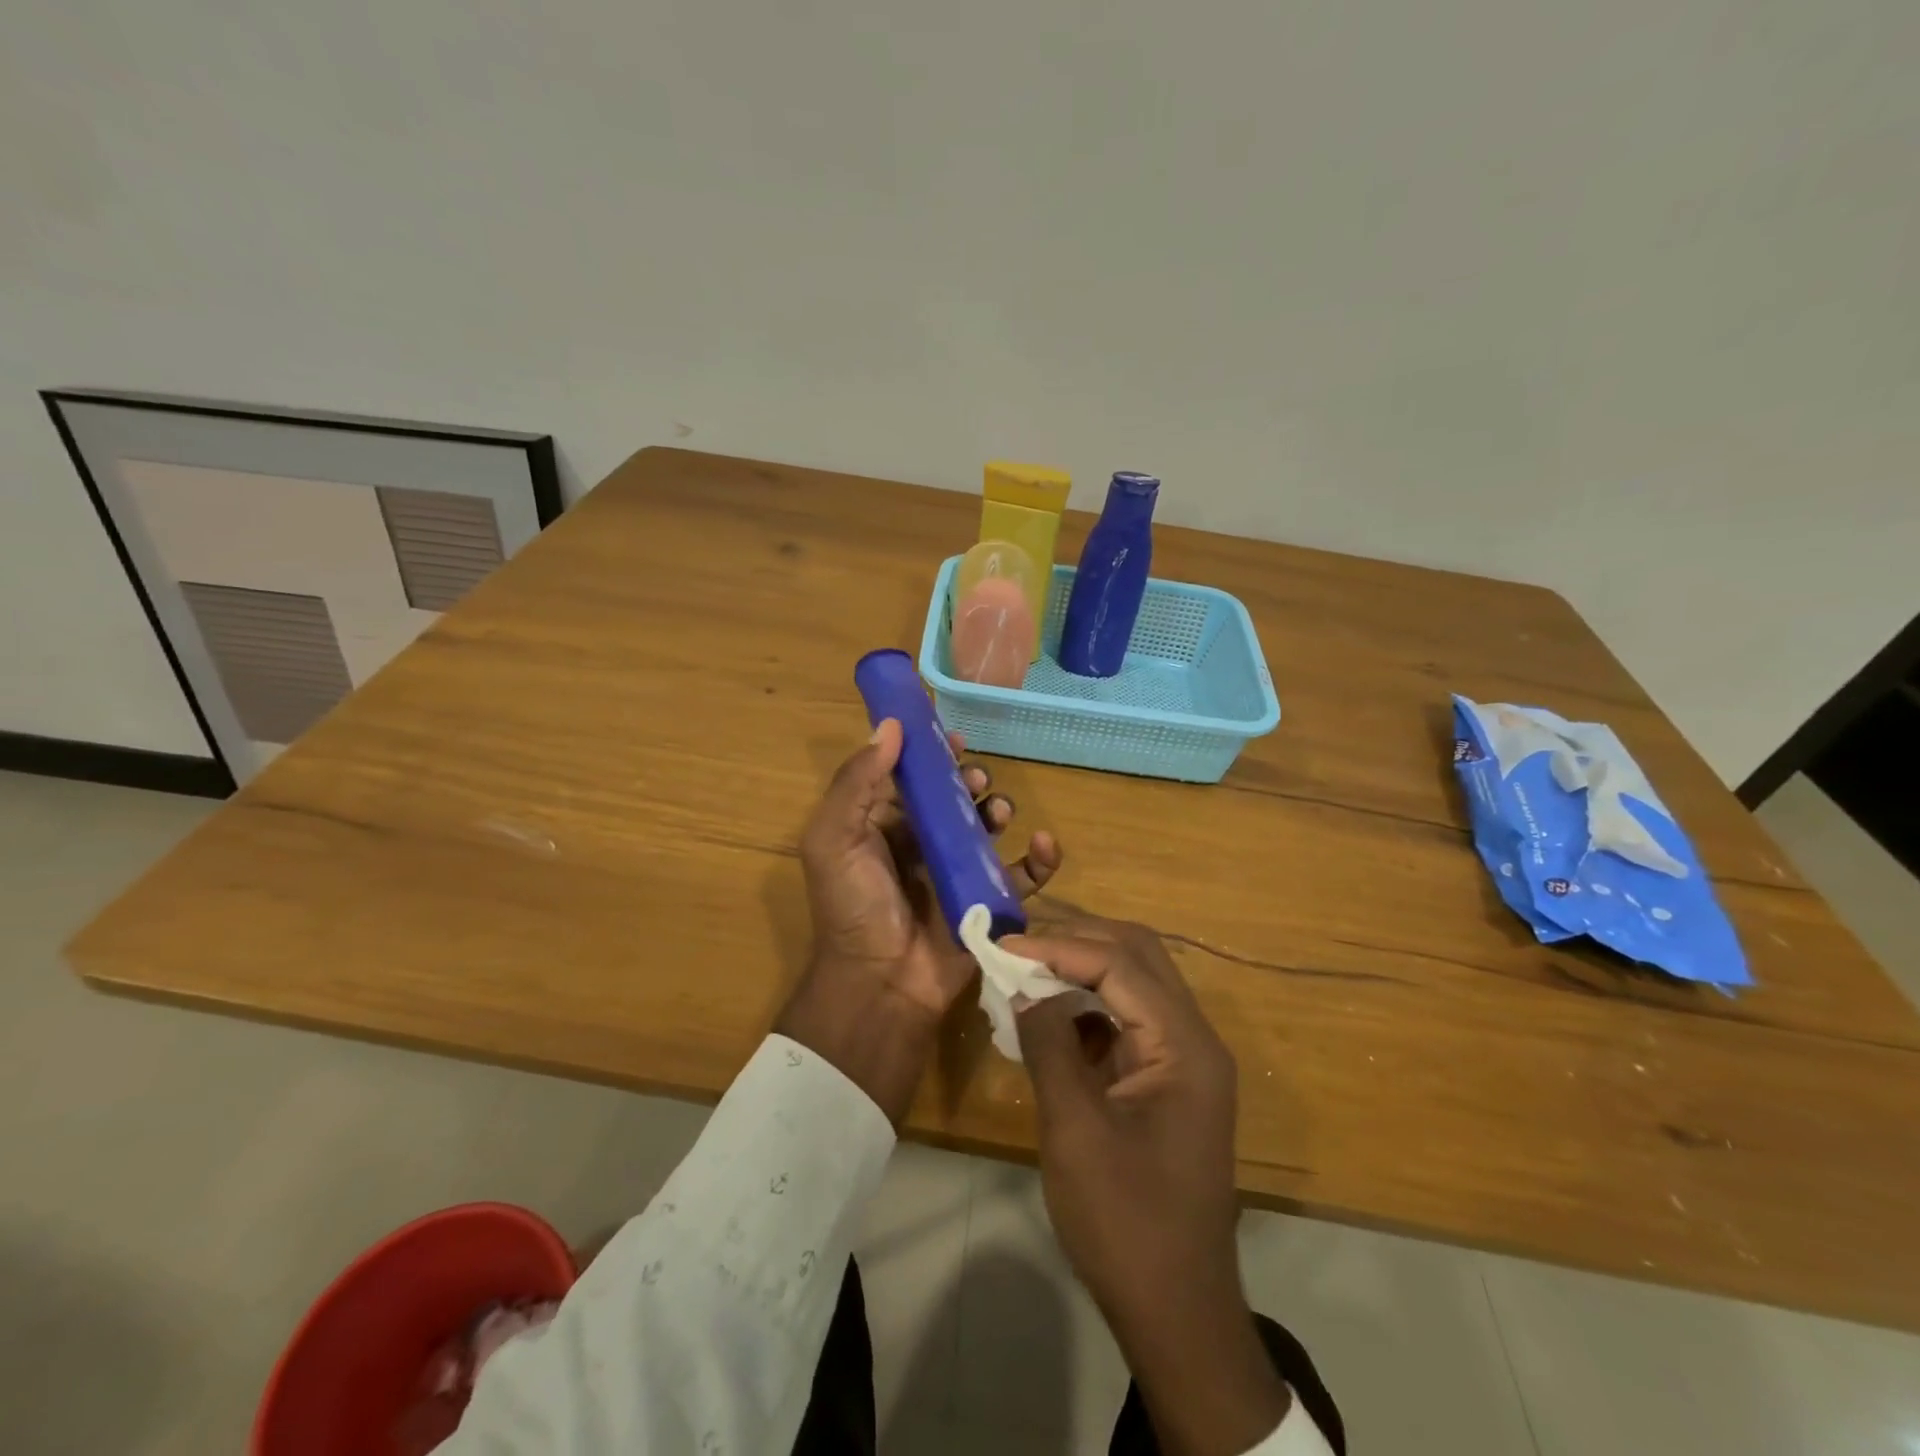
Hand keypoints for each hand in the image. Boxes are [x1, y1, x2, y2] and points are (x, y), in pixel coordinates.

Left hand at [777, 719, 1061, 1122]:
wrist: (881, 985)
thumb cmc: (853, 907)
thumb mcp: (834, 839)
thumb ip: (856, 782)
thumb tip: (890, 725)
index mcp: (882, 826)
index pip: (912, 778)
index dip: (932, 755)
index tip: (954, 740)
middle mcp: (920, 844)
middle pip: (954, 798)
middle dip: (970, 782)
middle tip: (976, 782)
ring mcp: (957, 873)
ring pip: (988, 828)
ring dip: (999, 810)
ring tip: (997, 813)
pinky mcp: (988, 903)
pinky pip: (1022, 875)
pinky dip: (1040, 858)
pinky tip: (1045, 843)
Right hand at [1010, 919, 1288, 1455]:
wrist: (1176, 1312)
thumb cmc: (1126, 1223)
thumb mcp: (1076, 1129)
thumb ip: (1049, 1045)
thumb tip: (1023, 987)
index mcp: (1185, 1046)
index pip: (1121, 964)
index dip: (1060, 947)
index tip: (1005, 946)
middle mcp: (1193, 1040)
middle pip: (1138, 957)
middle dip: (1077, 942)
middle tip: (1019, 947)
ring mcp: (1183, 1061)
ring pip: (1133, 984)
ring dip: (1081, 970)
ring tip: (1027, 972)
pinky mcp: (1165, 1081)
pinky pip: (1126, 1021)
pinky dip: (1087, 1007)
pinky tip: (1047, 1017)